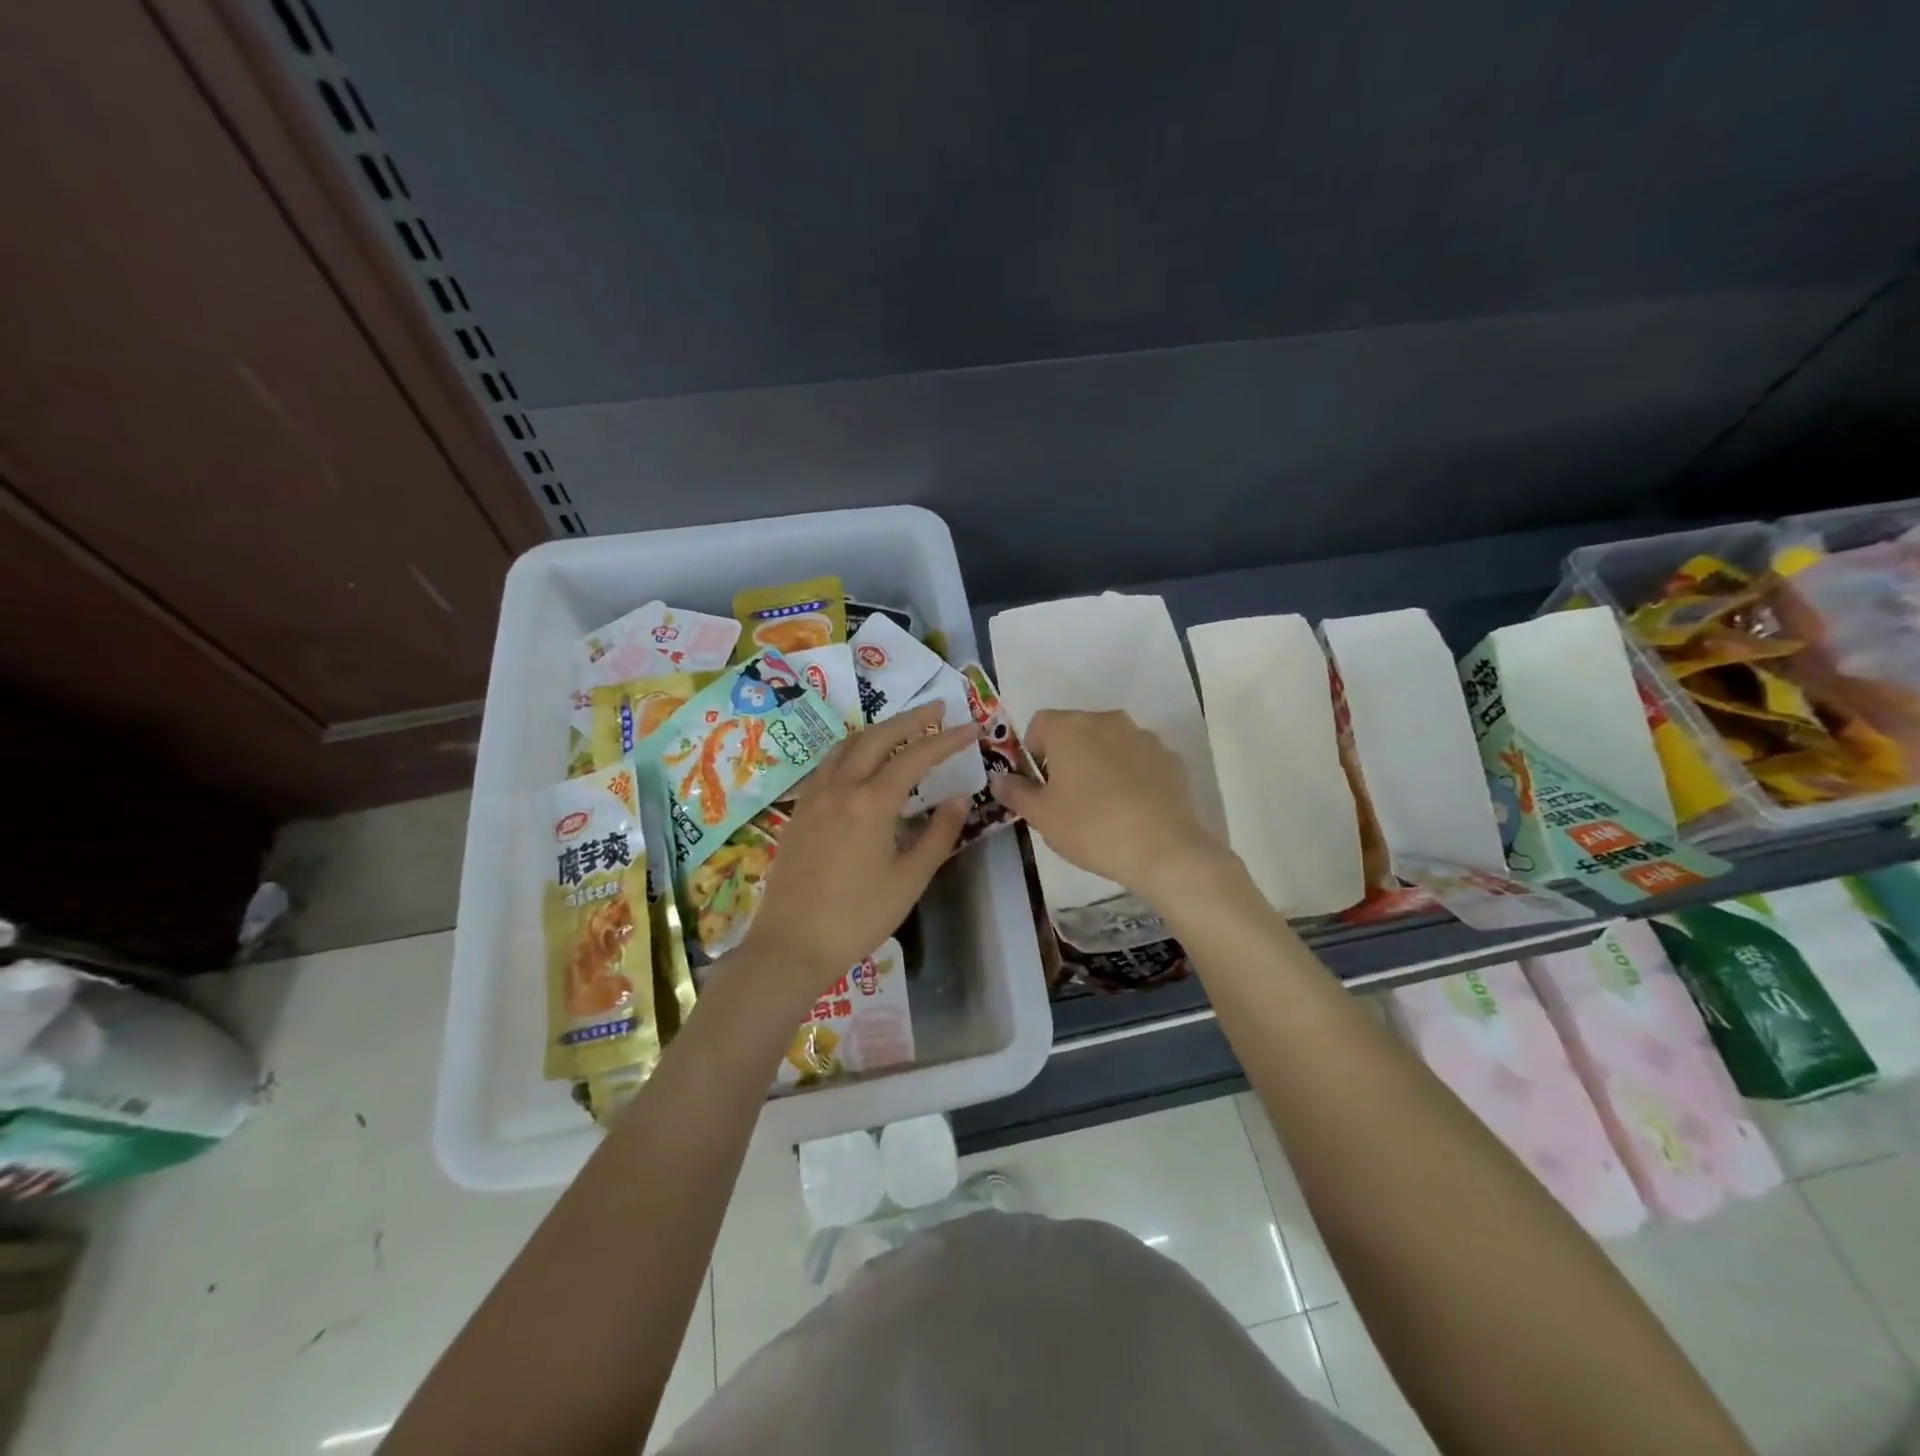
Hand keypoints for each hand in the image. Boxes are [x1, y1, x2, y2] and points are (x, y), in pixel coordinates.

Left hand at [737, 702, 980, 997]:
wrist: (791, 945)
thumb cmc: (858, 917)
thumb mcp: (910, 879)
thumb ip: (938, 833)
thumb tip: (959, 797)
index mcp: (872, 802)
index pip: (916, 756)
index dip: (947, 739)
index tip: (971, 727)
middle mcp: (841, 787)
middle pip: (878, 736)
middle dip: (911, 719)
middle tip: (937, 708)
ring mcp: (814, 796)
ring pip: (848, 744)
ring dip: (878, 730)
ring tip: (901, 728)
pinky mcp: (799, 811)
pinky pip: (828, 763)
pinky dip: (852, 749)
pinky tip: (860, 762)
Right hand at [989, 709, 1231, 902]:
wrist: (1164, 849)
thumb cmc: (1091, 827)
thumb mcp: (1041, 816)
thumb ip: (1015, 792)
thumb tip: (998, 779)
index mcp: (1070, 727)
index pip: (1039, 723)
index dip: (1032, 752)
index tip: (1038, 784)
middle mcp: (1107, 720)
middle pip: (1076, 729)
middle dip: (1066, 756)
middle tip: (1066, 797)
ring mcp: (1143, 736)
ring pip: (1109, 742)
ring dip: (1099, 762)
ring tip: (1102, 804)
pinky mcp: (1170, 758)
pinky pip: (1139, 759)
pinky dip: (1130, 774)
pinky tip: (1132, 808)